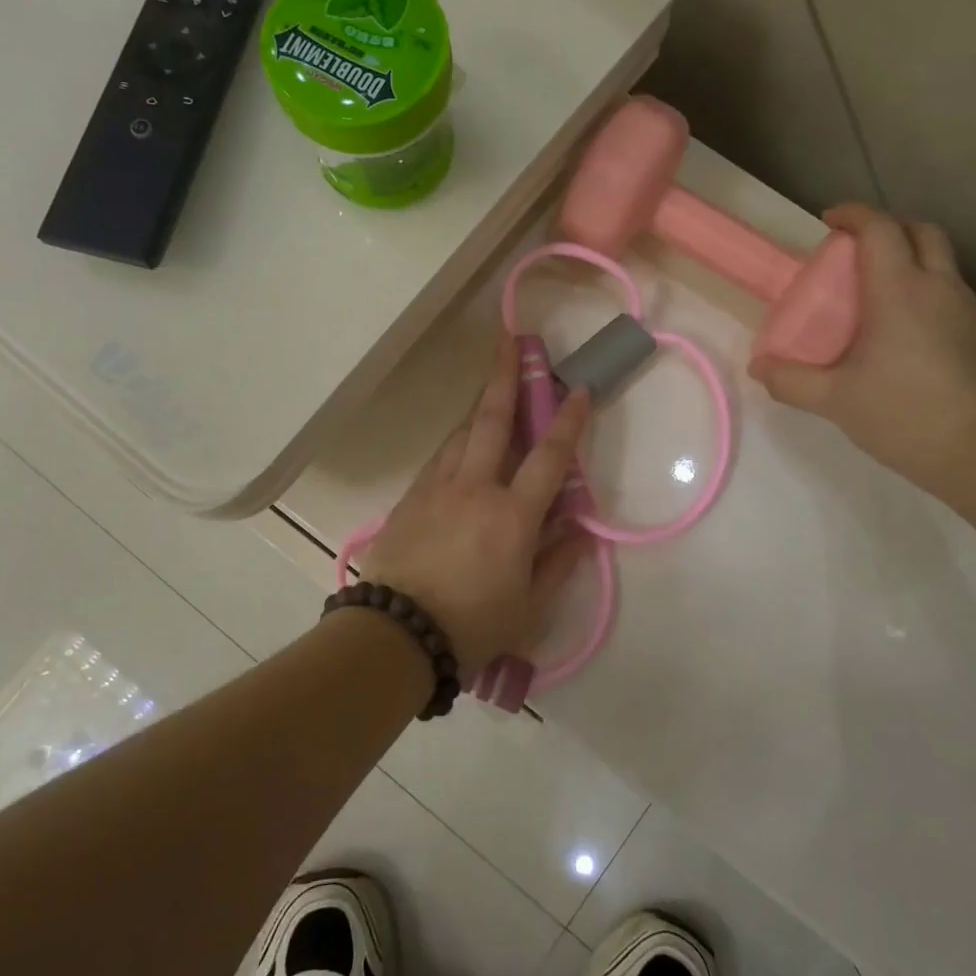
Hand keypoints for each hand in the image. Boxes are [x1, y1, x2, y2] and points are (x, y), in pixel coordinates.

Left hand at [364, 337, 592, 676]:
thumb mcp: (528, 607)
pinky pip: (439, 459)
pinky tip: (460, 444)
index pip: (549, 457)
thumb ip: (557, 563)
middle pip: (493, 420)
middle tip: (510, 339)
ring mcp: (437, 489)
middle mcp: (475, 488)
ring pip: (461, 434)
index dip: (568, 420)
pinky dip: (456, 443)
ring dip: (479, 407)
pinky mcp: (409, 500)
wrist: (395, 636)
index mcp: (512, 515)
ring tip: (491, 388)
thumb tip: (580, 530)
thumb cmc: (471, 627)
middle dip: (506, 376)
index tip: (580, 389)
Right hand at [749, 204, 975, 495]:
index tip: (828, 222)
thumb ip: (790, 381)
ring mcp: (967, 311)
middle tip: (855, 250)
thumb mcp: (834, 400)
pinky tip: (900, 330)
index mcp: (900, 291)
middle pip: (921, 231)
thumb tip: (759, 367)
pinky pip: (949, 292)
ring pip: (940, 261)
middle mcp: (939, 288)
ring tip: (873, 292)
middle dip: (887, 227)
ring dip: (908, 258)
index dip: (853, 215)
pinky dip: (923, 289)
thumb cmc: (903, 415)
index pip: (880, 229)